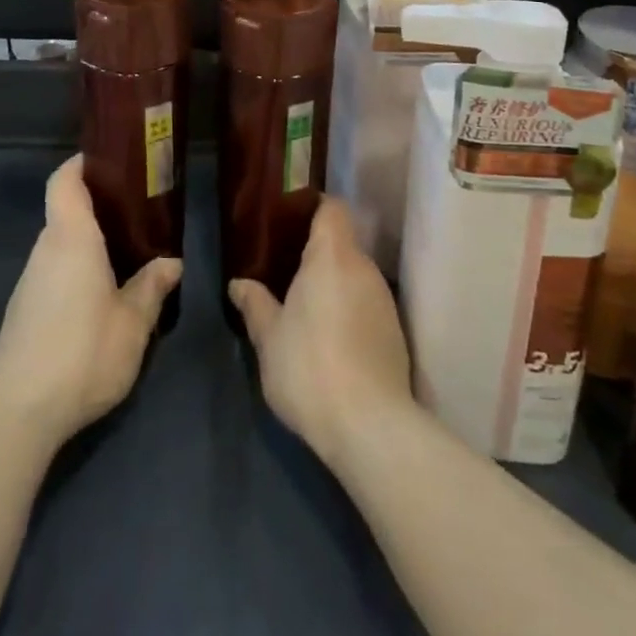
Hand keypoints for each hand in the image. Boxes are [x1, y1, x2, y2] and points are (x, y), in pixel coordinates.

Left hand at [0, 155, 181, 449]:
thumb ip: (151, 288)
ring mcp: (30, 280)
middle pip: (65, 211)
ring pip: (60, 244)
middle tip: (136, 211)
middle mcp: (46, 249)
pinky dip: (76, 268)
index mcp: (72, 237)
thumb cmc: (83, 352)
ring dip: (88, 242)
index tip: (107, 159)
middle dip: (97, 206)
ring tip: (127, 252)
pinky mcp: (24, 309)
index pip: (64, 180)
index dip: (80, 164)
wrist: (19, 411)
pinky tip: (101, 294)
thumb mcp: (132, 323)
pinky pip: (54, 270)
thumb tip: (171, 262)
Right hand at [229, 198, 414, 468]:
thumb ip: (255, 304)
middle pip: (342, 243)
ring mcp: (384, 300)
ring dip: (333, 285)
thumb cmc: (310, 367)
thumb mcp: (269, 337)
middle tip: (286, 270)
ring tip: (305, 308)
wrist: (370, 428)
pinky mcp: (395, 333)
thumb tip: (239, 283)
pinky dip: (349, 310)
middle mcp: (364, 268)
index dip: (312, 208)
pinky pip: (367, 304)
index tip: (289, 221)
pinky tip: (331, 339)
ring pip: (355, 276)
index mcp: (332, 255)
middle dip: (317, 253)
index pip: (331, 208)